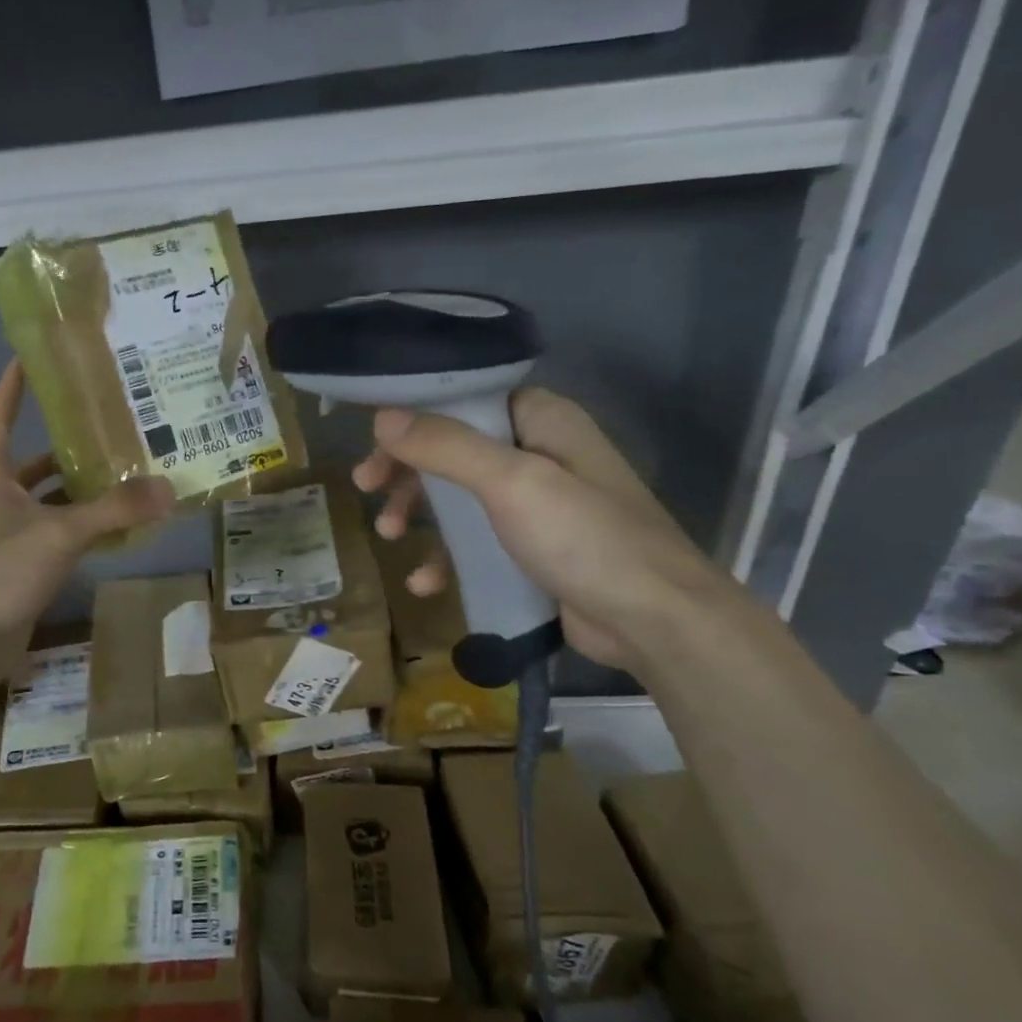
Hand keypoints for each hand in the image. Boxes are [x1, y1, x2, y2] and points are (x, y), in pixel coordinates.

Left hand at [0, 361, 173, 682]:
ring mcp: (8, 537)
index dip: (11, 389)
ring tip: (125, 476)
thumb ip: (114, 511)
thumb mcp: (59, 534)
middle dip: (66, 448)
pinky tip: (116, 531)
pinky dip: (83, 530)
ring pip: (49, 503)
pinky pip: (58, 537)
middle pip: (33, 464)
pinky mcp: (21, 569)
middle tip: (109, 430)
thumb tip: (168, 488)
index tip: (28, 358)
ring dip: (80, 492)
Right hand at [352, 386, 731, 670]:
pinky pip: (476, 542)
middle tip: (366, 488)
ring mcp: (537, 505)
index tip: (374, 438)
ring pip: (460, 497)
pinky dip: (446, 557)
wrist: (654, 622)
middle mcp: (539, 453)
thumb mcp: (511, 483)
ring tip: (388, 535)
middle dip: (407, 470)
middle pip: (454, 449)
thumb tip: (382, 417)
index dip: (416, 414)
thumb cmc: (585, 537)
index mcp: (542, 421)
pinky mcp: (533, 550)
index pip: (466, 400)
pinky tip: (425, 582)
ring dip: (419, 513)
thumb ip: (446, 446)